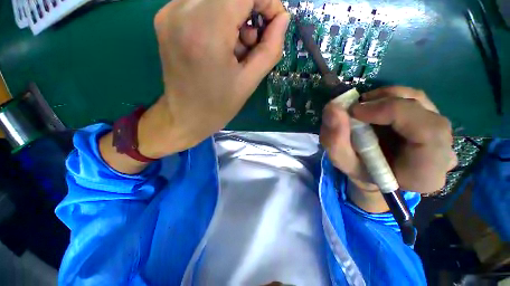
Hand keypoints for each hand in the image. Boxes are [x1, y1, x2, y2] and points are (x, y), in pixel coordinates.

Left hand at [146, 0, 289, 156]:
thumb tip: (282, 20)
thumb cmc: (219, 105)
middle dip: (250, 8)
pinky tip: (220, 44)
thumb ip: (271, 48)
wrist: (185, 116)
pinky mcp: (165, 18)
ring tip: (236, 47)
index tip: (274, 22)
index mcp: (206, 30)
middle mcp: (182, 11)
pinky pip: (201, 3)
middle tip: (253, 40)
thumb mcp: (250, 81)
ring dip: (234, 14)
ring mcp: (169, 12)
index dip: (266, 1)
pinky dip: (218, 16)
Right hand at [320, 86, 456, 211]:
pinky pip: (414, 98)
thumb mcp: (342, 161)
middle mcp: (444, 151)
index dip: (392, 111)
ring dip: (384, 98)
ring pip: (418, 99)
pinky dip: (389, 97)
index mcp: (426, 172)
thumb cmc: (360, 171)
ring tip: (361, 110)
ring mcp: (441, 133)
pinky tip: (372, 108)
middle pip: (423, 111)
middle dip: (382, 102)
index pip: (428, 131)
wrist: (376, 171)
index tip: (355, 111)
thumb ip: (334, 140)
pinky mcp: (432, 119)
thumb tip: (332, 107)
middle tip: (353, 109)